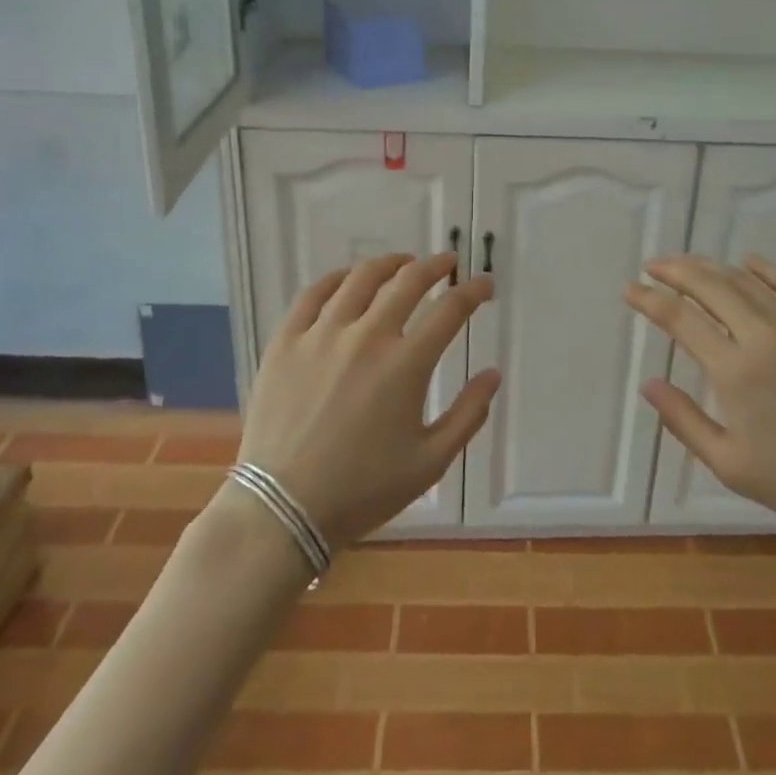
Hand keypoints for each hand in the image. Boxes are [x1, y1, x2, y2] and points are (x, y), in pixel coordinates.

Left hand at [237, 253, 497, 547]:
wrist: (282, 510)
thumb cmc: (362, 490)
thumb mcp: (429, 462)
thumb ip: (468, 415)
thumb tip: (493, 374)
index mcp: (406, 365)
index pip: (450, 309)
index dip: (473, 291)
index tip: (484, 286)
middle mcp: (367, 336)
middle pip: (409, 281)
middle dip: (436, 266)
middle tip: (448, 264)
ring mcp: (322, 334)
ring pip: (361, 279)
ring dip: (390, 264)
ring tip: (403, 264)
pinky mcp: (287, 341)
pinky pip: (313, 294)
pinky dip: (337, 278)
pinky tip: (348, 279)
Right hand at [625, 254, 775, 549]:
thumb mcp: (731, 464)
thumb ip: (684, 420)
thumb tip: (648, 385)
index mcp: (735, 370)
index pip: (680, 318)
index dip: (649, 299)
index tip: (629, 289)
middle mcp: (763, 334)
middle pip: (709, 285)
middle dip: (674, 270)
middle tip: (653, 266)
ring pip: (745, 280)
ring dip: (710, 266)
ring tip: (688, 265)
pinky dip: (763, 269)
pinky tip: (747, 262)